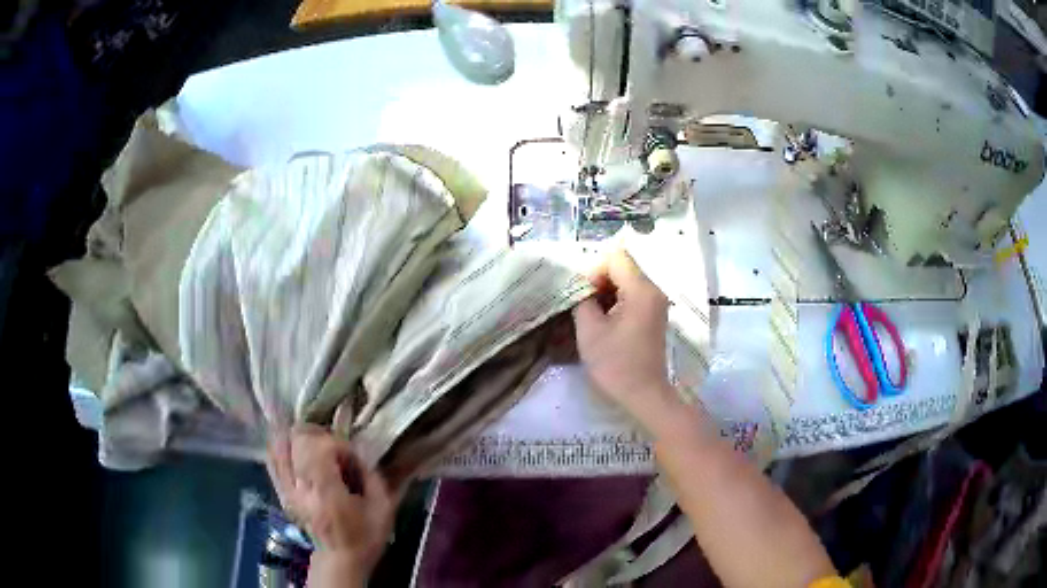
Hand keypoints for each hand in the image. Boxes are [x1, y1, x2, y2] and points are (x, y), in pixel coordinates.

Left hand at [266, 425, 399, 583]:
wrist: (339, 559)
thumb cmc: (365, 536)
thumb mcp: (382, 508)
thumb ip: (372, 474)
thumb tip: (357, 451)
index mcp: (327, 494)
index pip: (320, 447)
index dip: (338, 444)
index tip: (351, 458)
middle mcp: (300, 488)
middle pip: (296, 439)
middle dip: (317, 435)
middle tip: (333, 447)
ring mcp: (286, 489)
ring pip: (279, 444)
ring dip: (298, 438)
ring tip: (316, 446)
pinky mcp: (281, 490)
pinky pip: (273, 458)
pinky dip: (284, 447)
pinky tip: (299, 451)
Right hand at [573, 250, 676, 420]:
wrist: (644, 395)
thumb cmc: (616, 364)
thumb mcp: (589, 330)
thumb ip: (583, 299)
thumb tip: (582, 288)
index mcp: (641, 290)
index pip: (615, 257)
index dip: (594, 271)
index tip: (584, 297)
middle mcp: (654, 290)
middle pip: (622, 267)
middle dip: (599, 281)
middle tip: (584, 307)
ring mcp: (656, 303)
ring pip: (627, 281)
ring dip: (607, 293)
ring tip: (593, 318)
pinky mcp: (654, 315)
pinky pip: (633, 295)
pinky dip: (616, 302)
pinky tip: (606, 324)